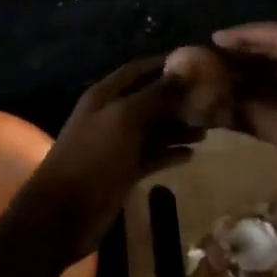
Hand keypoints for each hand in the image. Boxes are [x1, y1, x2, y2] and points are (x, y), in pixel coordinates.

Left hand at [21, 57, 196, 252]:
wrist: (64, 214)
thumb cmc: (93, 158)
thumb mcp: (124, 119)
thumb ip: (155, 95)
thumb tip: (184, 71)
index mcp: (106, 95)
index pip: (140, 70)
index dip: (166, 64)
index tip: (199, 63)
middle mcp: (112, 115)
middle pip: (150, 99)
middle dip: (178, 98)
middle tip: (213, 99)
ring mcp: (118, 144)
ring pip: (153, 129)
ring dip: (178, 127)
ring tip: (209, 129)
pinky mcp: (124, 171)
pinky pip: (152, 155)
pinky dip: (170, 153)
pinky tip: (192, 155)